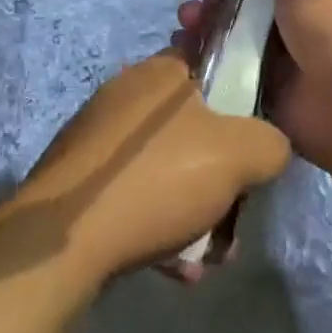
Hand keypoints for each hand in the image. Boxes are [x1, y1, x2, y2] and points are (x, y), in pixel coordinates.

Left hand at [0, 53, 289, 287]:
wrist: (60, 241)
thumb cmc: (157, 179)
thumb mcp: (239, 154)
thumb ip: (271, 143)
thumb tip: (270, 149)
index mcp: (162, 72)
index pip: (214, 67)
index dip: (242, 105)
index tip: (252, 149)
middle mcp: (128, 94)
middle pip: (194, 127)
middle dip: (220, 174)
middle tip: (232, 214)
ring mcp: (98, 137)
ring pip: (166, 166)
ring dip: (193, 208)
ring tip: (205, 256)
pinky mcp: (78, 180)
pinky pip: (135, 194)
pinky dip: (158, 224)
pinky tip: (172, 265)